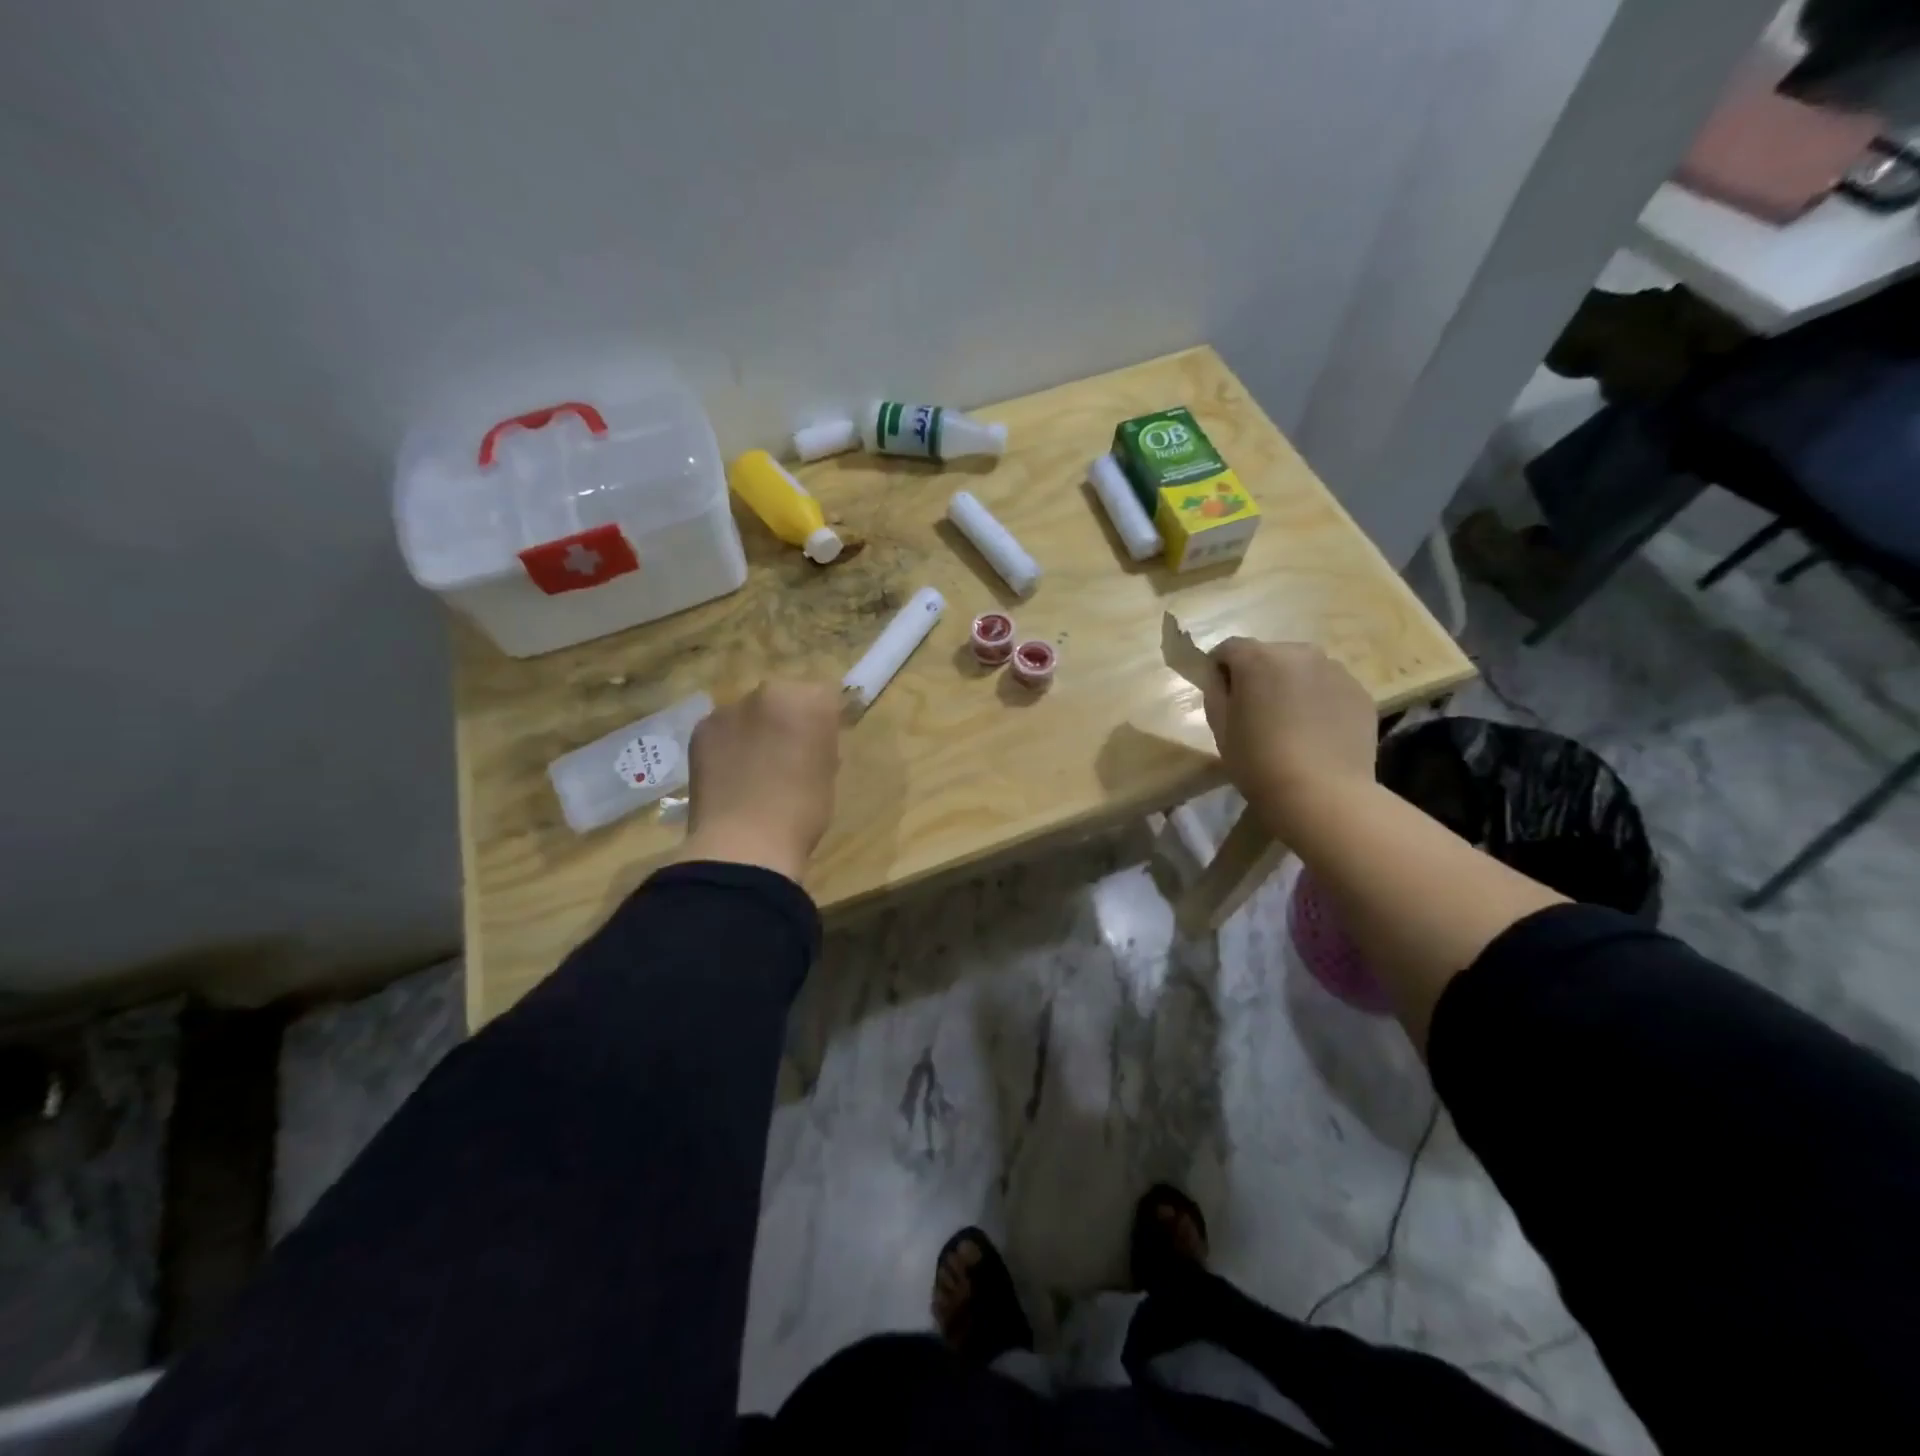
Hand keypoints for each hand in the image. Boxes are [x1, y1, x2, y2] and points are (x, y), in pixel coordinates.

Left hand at [678, 681, 841, 881]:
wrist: (745, 842)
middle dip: (785, 719)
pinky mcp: (701, 729)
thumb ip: (820, 742)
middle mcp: (769, 692)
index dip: (822, 722)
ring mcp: (730, 709)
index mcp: (810, 701)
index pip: (824, 698)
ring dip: (754, 730)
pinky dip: (727, 744)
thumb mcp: (828, 772)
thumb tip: (809, 739)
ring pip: (750, 713)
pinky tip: (729, 774)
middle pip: (783, 698)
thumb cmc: (802, 811)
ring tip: (753, 768)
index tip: (819, 745)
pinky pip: (722, 729)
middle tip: (786, 756)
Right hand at [1203, 639, 1376, 833]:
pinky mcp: (1360, 692)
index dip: (1219, 669)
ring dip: (1291, 686)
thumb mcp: (1220, 727)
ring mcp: (1335, 670)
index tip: (1221, 695)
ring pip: (1303, 669)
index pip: (1229, 648)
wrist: (1322, 793)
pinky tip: (1316, 733)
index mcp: (1258, 658)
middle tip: (1256, 712)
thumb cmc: (1258, 761)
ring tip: (1290, 724)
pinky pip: (1329, 687)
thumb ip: (1215, 692)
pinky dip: (1319, 701)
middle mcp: (1299, 652)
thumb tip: (1221, 678)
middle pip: (1269, 654)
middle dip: (1259, 675)